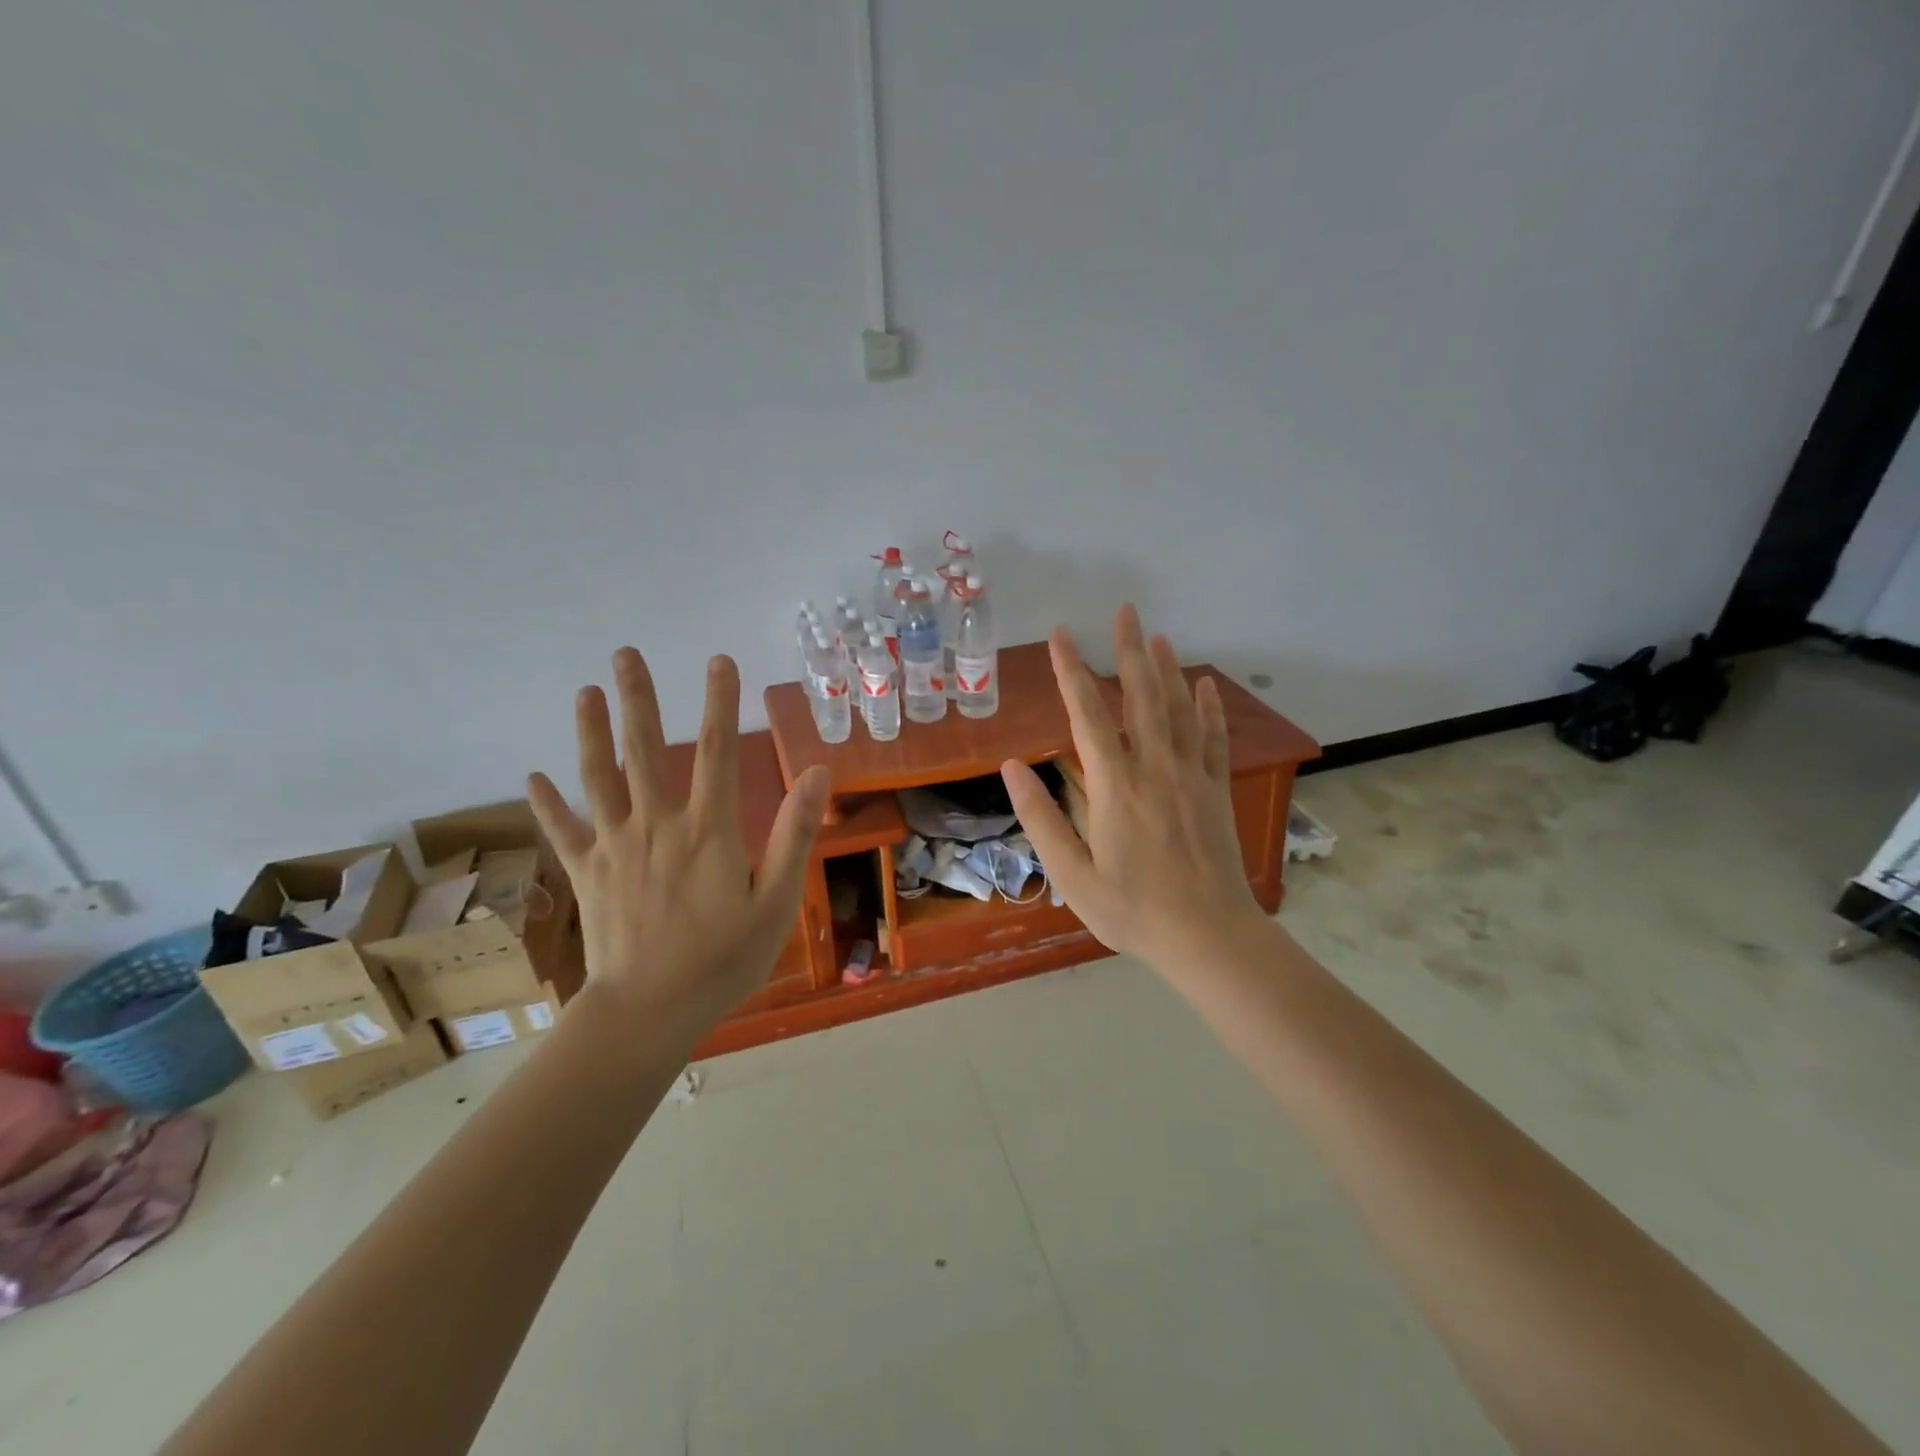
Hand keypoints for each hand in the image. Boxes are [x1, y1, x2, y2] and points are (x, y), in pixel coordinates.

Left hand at [528, 648, 828, 1029]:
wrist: (649, 1011)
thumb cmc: (723, 960)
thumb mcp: (776, 901)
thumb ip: (794, 834)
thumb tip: (816, 772)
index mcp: (708, 830)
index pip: (716, 750)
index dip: (720, 702)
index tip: (719, 661)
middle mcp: (657, 825)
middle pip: (644, 749)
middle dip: (638, 698)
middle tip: (625, 652)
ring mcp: (615, 847)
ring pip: (598, 778)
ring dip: (590, 732)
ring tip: (585, 691)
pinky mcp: (586, 874)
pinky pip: (563, 830)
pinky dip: (547, 803)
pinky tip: (532, 776)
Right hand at [1001, 606, 1265, 974]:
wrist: (1208, 936)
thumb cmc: (1132, 910)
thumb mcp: (1072, 874)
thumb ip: (1041, 817)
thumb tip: (1011, 767)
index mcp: (1115, 786)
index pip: (1088, 715)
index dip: (1072, 672)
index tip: (1061, 635)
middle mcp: (1155, 768)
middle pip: (1141, 697)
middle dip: (1128, 652)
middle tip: (1124, 611)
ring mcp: (1191, 776)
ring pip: (1178, 709)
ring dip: (1167, 669)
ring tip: (1157, 635)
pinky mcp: (1216, 790)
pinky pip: (1214, 738)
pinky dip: (1209, 708)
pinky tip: (1205, 683)